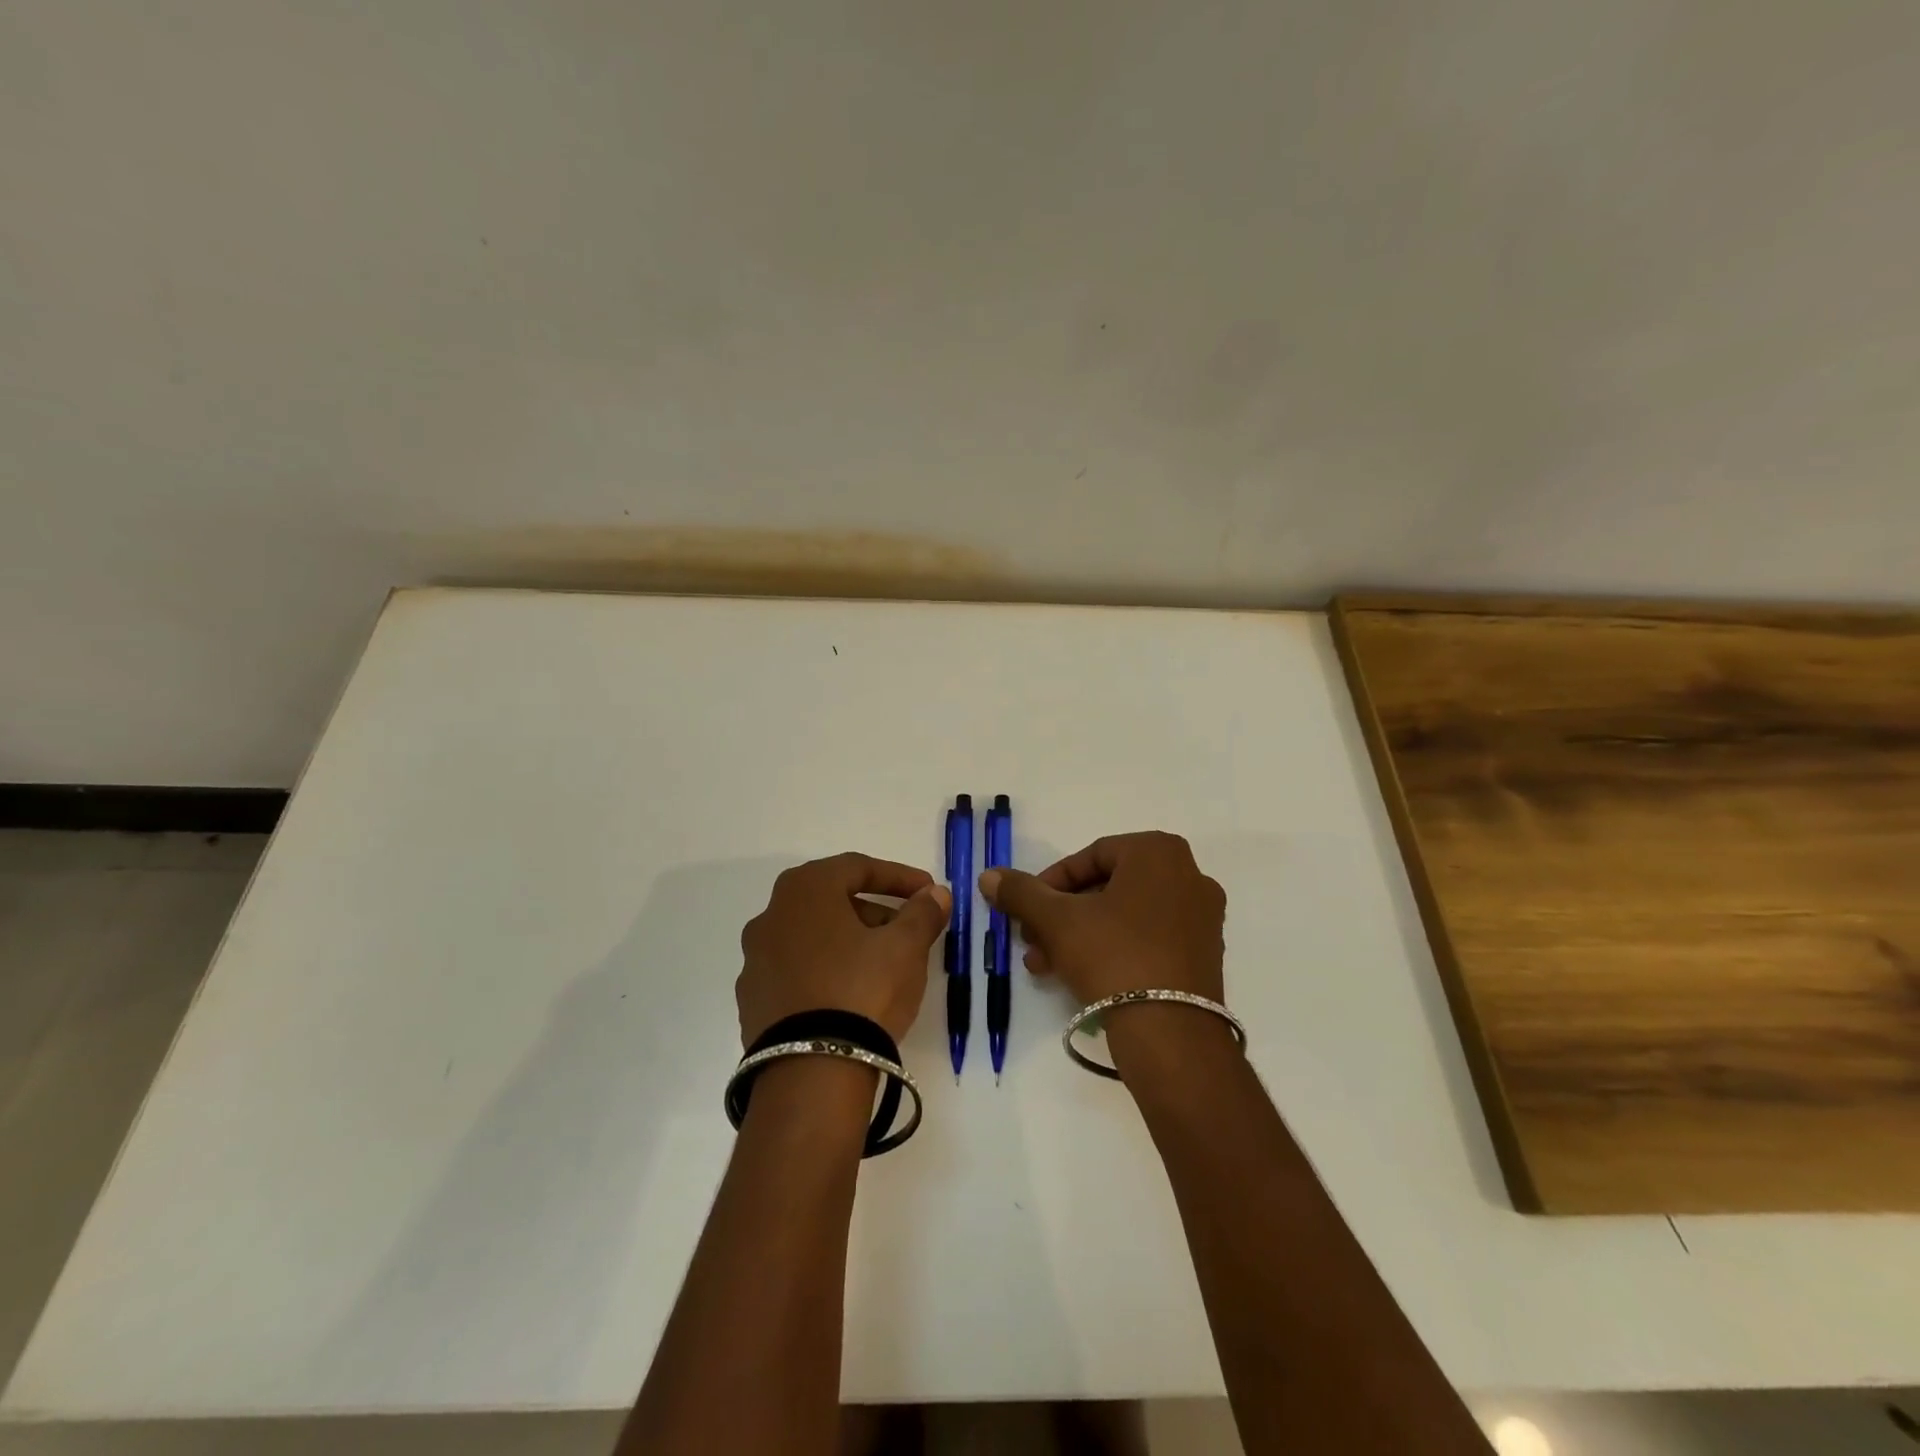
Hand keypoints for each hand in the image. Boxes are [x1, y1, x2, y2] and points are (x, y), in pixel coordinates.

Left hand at [737, 853, 950, 1046]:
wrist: (809, 1074)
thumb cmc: (862, 991)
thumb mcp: (905, 947)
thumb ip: (922, 913)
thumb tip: (936, 894)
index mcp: (805, 890)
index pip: (857, 867)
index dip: (898, 877)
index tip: (928, 892)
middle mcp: (771, 916)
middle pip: (832, 900)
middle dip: (874, 911)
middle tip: (907, 930)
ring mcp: (755, 960)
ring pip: (812, 936)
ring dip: (848, 941)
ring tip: (882, 966)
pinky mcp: (752, 1001)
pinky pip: (796, 972)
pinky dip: (824, 972)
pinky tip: (849, 996)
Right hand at [979, 831, 1224, 1007]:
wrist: (1171, 1034)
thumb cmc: (1113, 956)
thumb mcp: (1057, 920)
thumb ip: (1021, 892)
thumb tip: (988, 875)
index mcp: (1159, 852)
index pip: (1091, 856)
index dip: (1050, 883)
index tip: (1027, 910)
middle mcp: (1189, 875)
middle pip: (1107, 887)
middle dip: (1062, 915)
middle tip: (1032, 940)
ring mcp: (1202, 917)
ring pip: (1125, 916)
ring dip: (1080, 935)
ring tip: (1046, 965)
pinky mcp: (1205, 954)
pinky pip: (1148, 938)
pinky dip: (1113, 949)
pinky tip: (1079, 977)